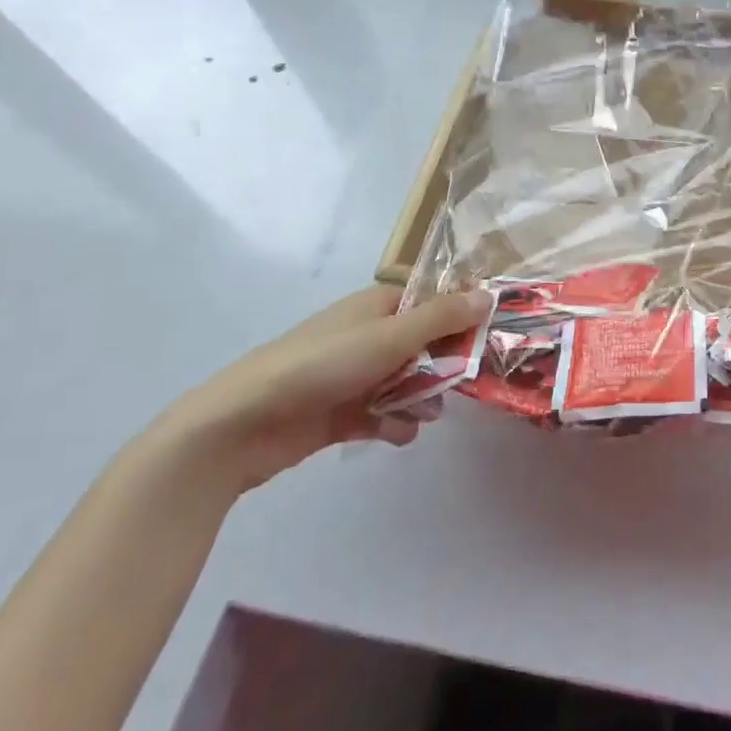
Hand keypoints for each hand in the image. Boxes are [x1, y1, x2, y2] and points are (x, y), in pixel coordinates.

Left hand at [154, 285, 491, 495]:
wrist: (240, 424)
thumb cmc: (321, 366)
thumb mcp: (390, 337)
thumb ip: (442, 318)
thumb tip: (489, 295)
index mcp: (378, 305)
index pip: (432, 301)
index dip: (460, 317)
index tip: (486, 338)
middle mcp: (368, 334)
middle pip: (424, 344)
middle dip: (443, 366)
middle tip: (459, 384)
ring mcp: (353, 374)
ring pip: (407, 381)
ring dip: (421, 399)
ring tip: (424, 416)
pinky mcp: (340, 412)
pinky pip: (383, 413)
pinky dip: (394, 423)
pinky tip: (396, 435)